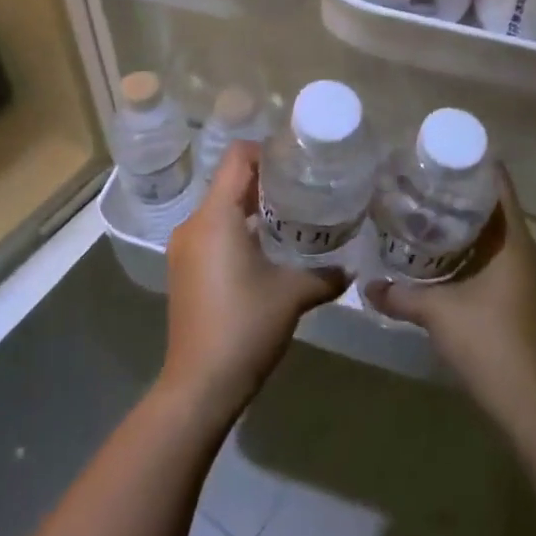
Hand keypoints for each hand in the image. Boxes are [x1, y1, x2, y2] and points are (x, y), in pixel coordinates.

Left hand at [161, 141, 345, 425]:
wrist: (199, 385)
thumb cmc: (245, 326)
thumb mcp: (292, 295)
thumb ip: (325, 274)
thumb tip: (352, 267)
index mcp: (216, 216)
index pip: (237, 158)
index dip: (266, 150)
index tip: (297, 160)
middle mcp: (193, 224)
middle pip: (228, 181)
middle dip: (265, 180)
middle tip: (303, 187)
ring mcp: (184, 248)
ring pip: (220, 208)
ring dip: (251, 207)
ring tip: (290, 216)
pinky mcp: (183, 269)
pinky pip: (212, 232)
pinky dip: (237, 229)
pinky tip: (265, 249)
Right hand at [365, 164, 535, 425]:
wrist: (527, 398)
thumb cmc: (488, 340)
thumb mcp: (437, 312)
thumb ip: (400, 295)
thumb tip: (365, 285)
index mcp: (512, 240)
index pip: (498, 184)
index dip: (473, 163)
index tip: (440, 152)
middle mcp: (521, 249)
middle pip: (492, 205)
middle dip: (459, 191)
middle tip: (421, 179)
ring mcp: (520, 274)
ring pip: (490, 232)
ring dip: (462, 221)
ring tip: (422, 208)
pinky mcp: (513, 294)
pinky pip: (489, 255)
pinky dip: (466, 247)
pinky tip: (436, 251)